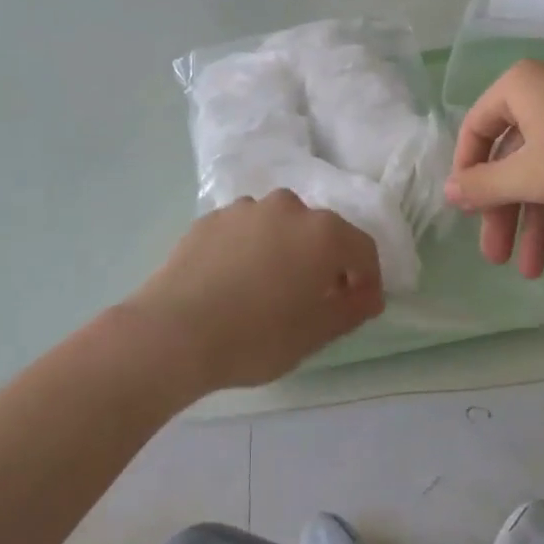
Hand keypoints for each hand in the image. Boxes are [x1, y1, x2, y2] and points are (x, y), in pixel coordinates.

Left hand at [130, 191, 384, 390]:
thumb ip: (352, 308)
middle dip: (324, 262)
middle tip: (313, 300)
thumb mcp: (316, 333)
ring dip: (284, 251)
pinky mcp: (211, 218)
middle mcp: (287, 207)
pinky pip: (244, 232)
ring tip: (267, 290)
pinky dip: (249, 250)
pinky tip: (233, 283)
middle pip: (319, 232)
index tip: (359, 306)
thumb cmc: (256, 336)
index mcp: (322, 232)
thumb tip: (369, 293)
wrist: (174, 331)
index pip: (361, 248)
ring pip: (279, 227)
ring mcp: (245, 208)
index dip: (367, 278)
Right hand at [445, 60, 543, 278]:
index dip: (468, 173)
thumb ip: (483, 185)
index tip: (467, 211)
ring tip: (534, 271)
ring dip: (536, 221)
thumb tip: (449, 191)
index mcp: (520, 88)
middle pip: (512, 159)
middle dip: (506, 213)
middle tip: (497, 256)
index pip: (476, 129)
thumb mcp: (530, 176)